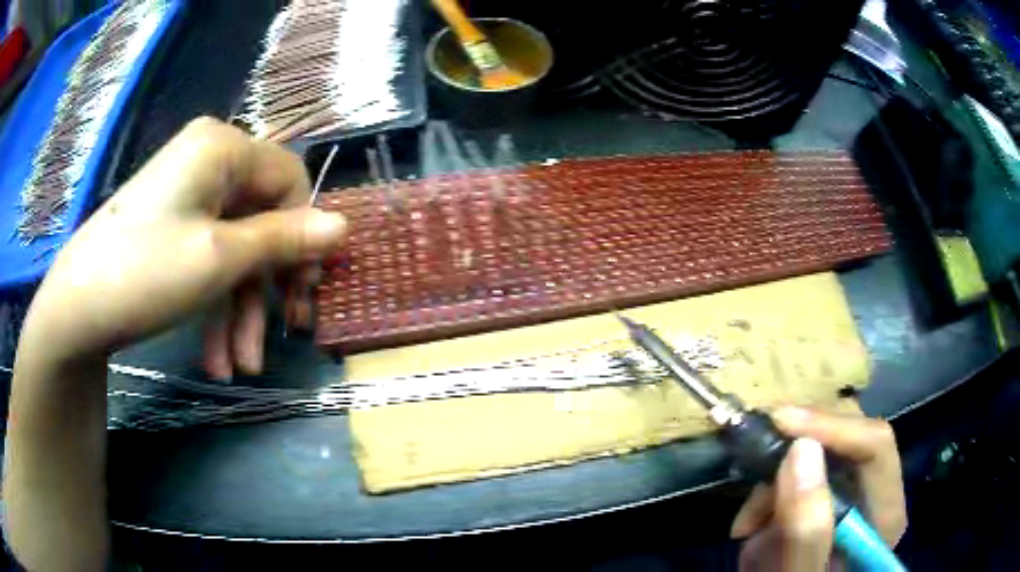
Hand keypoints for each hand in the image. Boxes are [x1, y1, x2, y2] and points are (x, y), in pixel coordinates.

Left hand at [17, 117, 347, 376]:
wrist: (76, 309)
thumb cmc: (146, 272)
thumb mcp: (221, 258)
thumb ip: (284, 239)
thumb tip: (344, 226)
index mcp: (223, 147)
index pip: (290, 179)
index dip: (304, 234)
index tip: (304, 290)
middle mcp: (209, 161)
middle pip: (261, 221)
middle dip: (267, 288)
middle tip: (284, 335)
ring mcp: (187, 195)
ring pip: (234, 250)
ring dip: (241, 311)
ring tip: (239, 366)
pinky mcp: (172, 227)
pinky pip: (208, 260)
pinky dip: (215, 308)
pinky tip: (214, 358)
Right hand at [730, 407, 906, 570]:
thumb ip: (807, 530)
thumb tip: (800, 450)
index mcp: (884, 513)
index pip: (875, 445)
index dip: (831, 426)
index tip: (780, 423)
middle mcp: (874, 496)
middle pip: (845, 442)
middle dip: (794, 455)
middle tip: (753, 471)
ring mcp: (849, 498)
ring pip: (816, 454)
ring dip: (773, 481)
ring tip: (745, 525)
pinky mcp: (823, 501)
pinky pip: (796, 475)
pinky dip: (768, 495)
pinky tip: (750, 526)